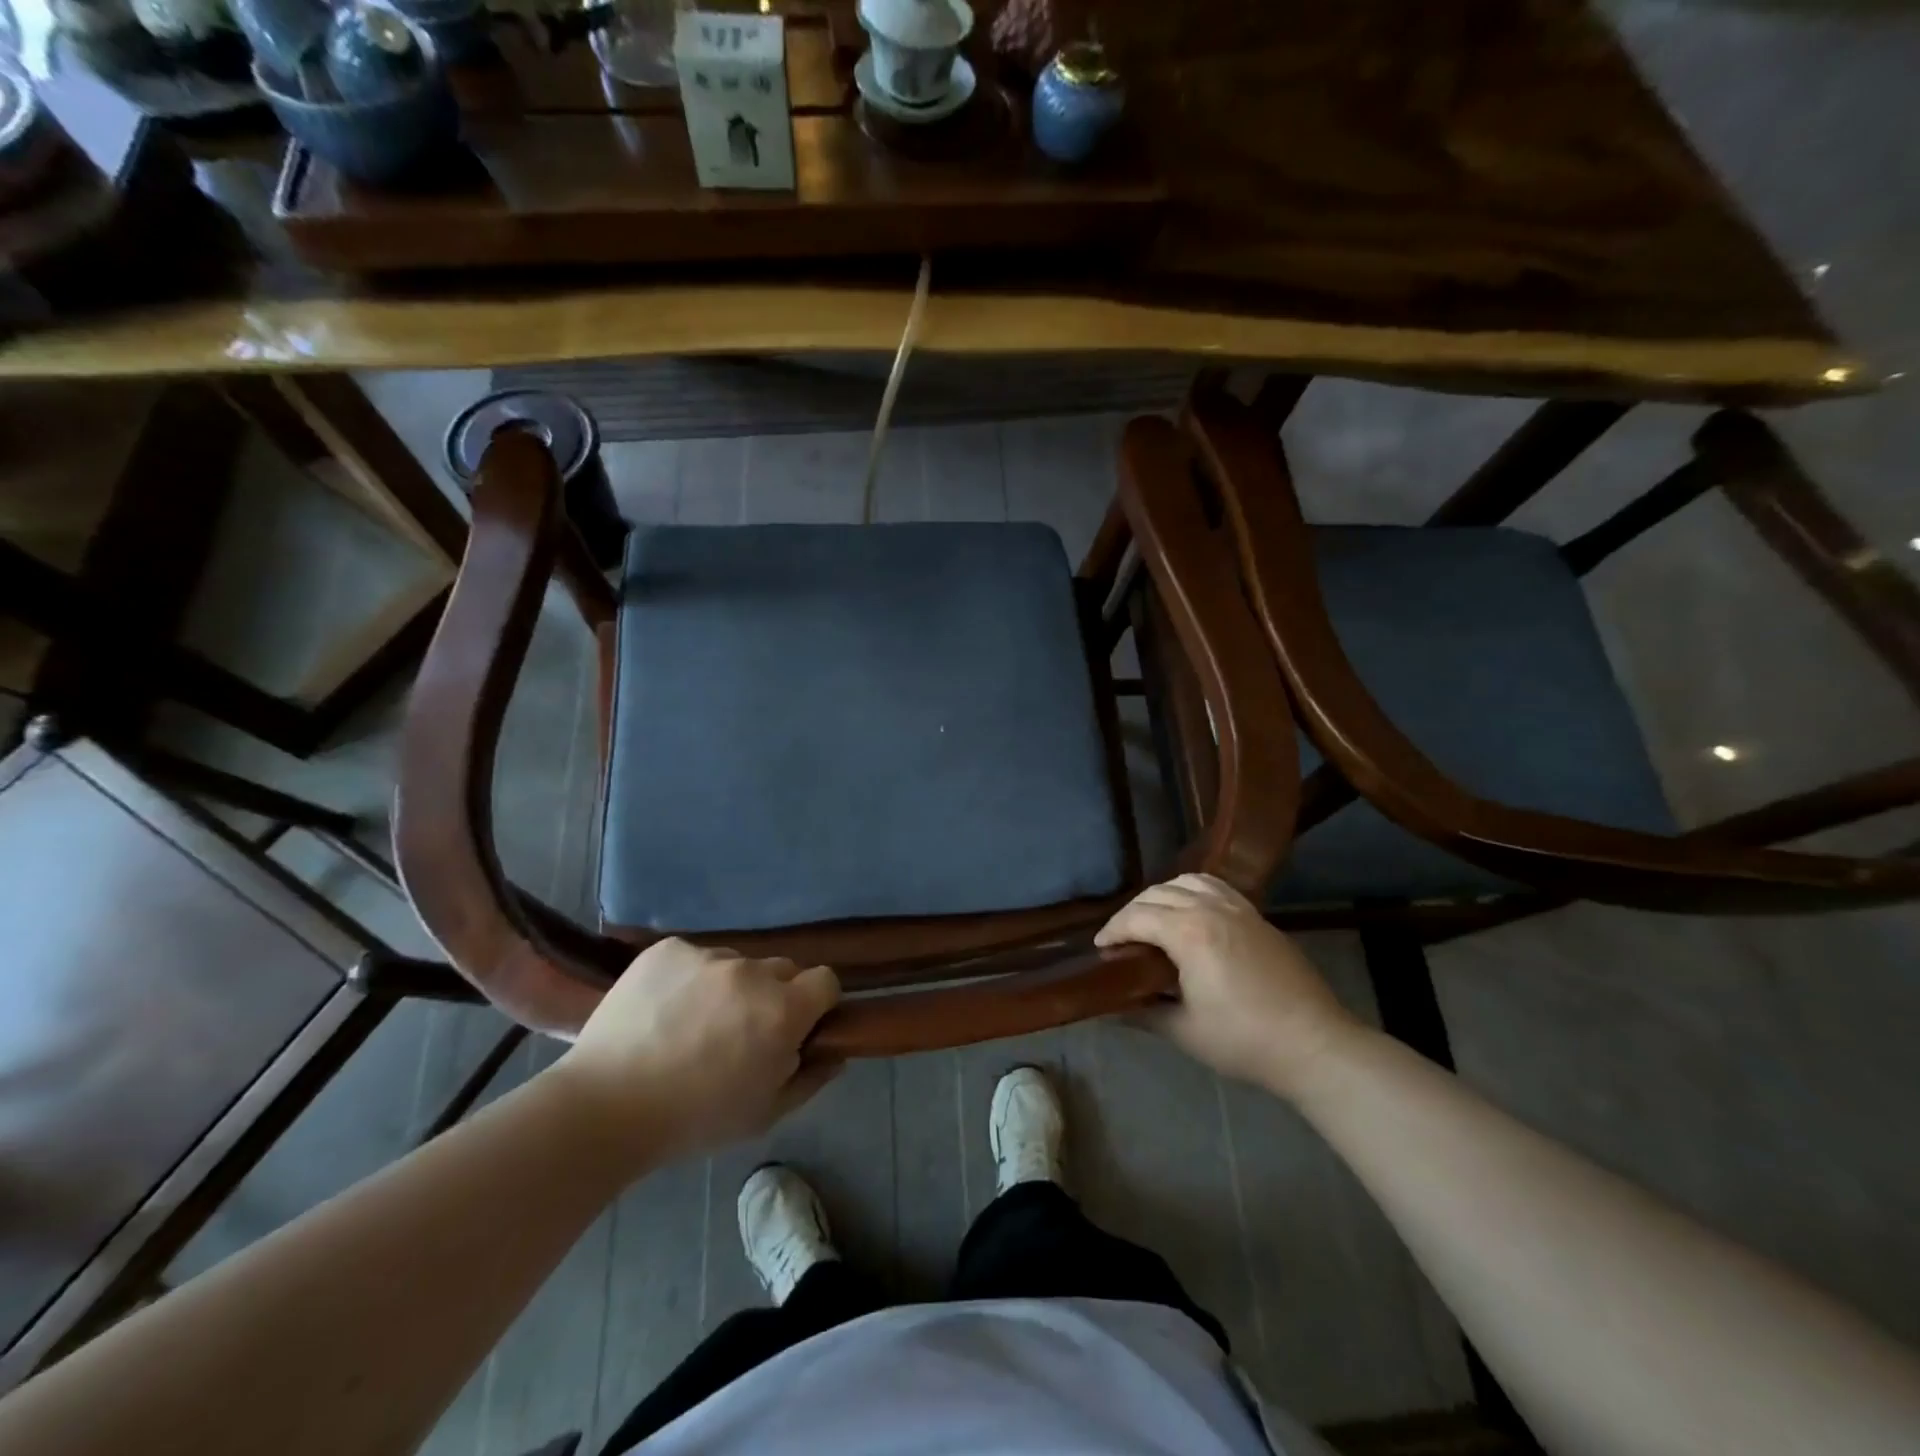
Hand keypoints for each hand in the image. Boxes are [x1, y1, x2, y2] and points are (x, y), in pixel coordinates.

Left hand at [553, 939, 841, 1165]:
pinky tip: (665, 1010)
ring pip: (737, 964)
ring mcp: (707, 956)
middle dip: (773, 996)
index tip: (797, 1028)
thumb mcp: (764, 1114)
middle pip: (782, 970)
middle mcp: (752, 972)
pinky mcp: (668, 949)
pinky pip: (695, 957)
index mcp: (782, 1011)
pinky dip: (689, 978)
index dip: (816, 1004)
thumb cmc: (693, 1119)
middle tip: (742, 1032)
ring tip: (694, 1023)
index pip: (825, 981)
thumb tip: (836, 1054)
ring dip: (730, 987)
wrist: (603, 1106)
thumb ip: (810, 1078)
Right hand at [1096, 873, 1361, 1095]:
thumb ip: (1144, 1013)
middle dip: (1132, 912)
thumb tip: (1112, 1009)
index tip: (1101, 949)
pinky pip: (1216, 887)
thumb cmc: (1245, 1041)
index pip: (1137, 917)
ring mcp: (1239, 909)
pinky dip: (1193, 890)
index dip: (1113, 930)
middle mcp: (1211, 909)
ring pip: (1187, 881)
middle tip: (1121, 940)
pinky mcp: (1258, 917)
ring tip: (1153, 919)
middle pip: (1158, 894)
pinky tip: (1191, 912)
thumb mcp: (1185, 1031)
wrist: (1315, 1045)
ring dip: (1162, 895)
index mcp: (1189, 933)